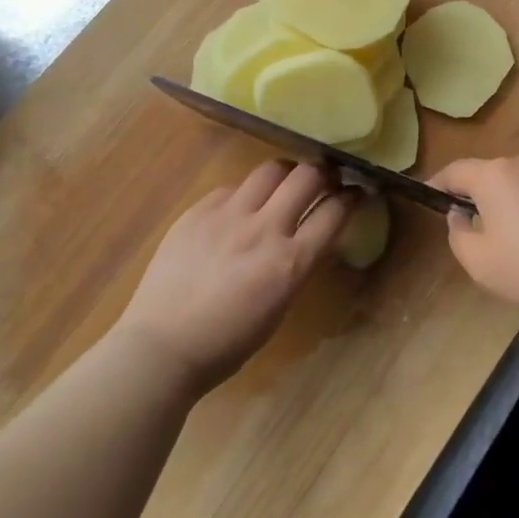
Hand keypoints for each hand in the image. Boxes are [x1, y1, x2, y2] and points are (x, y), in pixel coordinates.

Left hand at [115, 162, 348, 394]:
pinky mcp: (198, 211)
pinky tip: (238, 211)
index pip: (335, 212)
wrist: (161, 347)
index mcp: (290, 263)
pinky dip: (244, 195)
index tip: (357, 192)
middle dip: (324, 173)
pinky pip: (232, 188)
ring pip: (271, 169)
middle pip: (308, 176)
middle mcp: (264, 230)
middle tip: (324, 179)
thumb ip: (299, 264)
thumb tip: (315, 236)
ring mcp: (228, 216)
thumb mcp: (280, 306)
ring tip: (283, 185)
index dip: (353, 197)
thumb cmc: (227, 342)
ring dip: (286, 174)